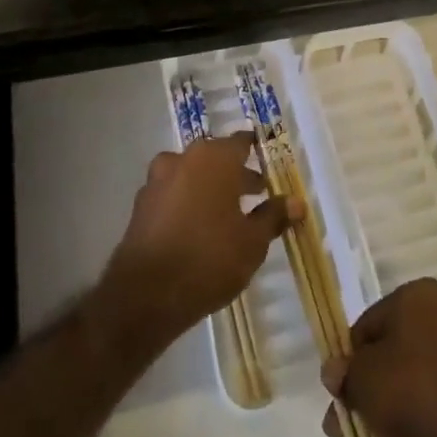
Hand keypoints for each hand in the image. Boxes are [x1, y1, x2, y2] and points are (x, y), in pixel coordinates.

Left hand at [99, 132, 300, 350]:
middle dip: (235, 173)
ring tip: (226, 215)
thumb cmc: (210, 259)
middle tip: (255, 194)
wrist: (145, 295)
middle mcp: (184, 159)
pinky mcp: (141, 205)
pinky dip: (187, 202)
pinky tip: (198, 229)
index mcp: (214, 158)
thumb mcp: (252, 242)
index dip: (257, 153)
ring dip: (209, 187)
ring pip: (191, 175)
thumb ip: (273, 216)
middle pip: (215, 157)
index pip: (241, 142)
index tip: (270, 167)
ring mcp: (158, 180)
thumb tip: (296, 203)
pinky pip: (173, 194)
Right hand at [321, 278, 436, 436]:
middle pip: (393, 359)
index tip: (337, 394)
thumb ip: (344, 374)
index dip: (348, 361)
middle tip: (341, 432)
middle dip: (365, 398)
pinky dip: (414, 434)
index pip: (369, 325)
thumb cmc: (413, 390)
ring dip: (386, 421)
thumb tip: (336, 371)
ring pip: (415, 388)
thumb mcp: (362, 379)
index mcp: (420, 297)